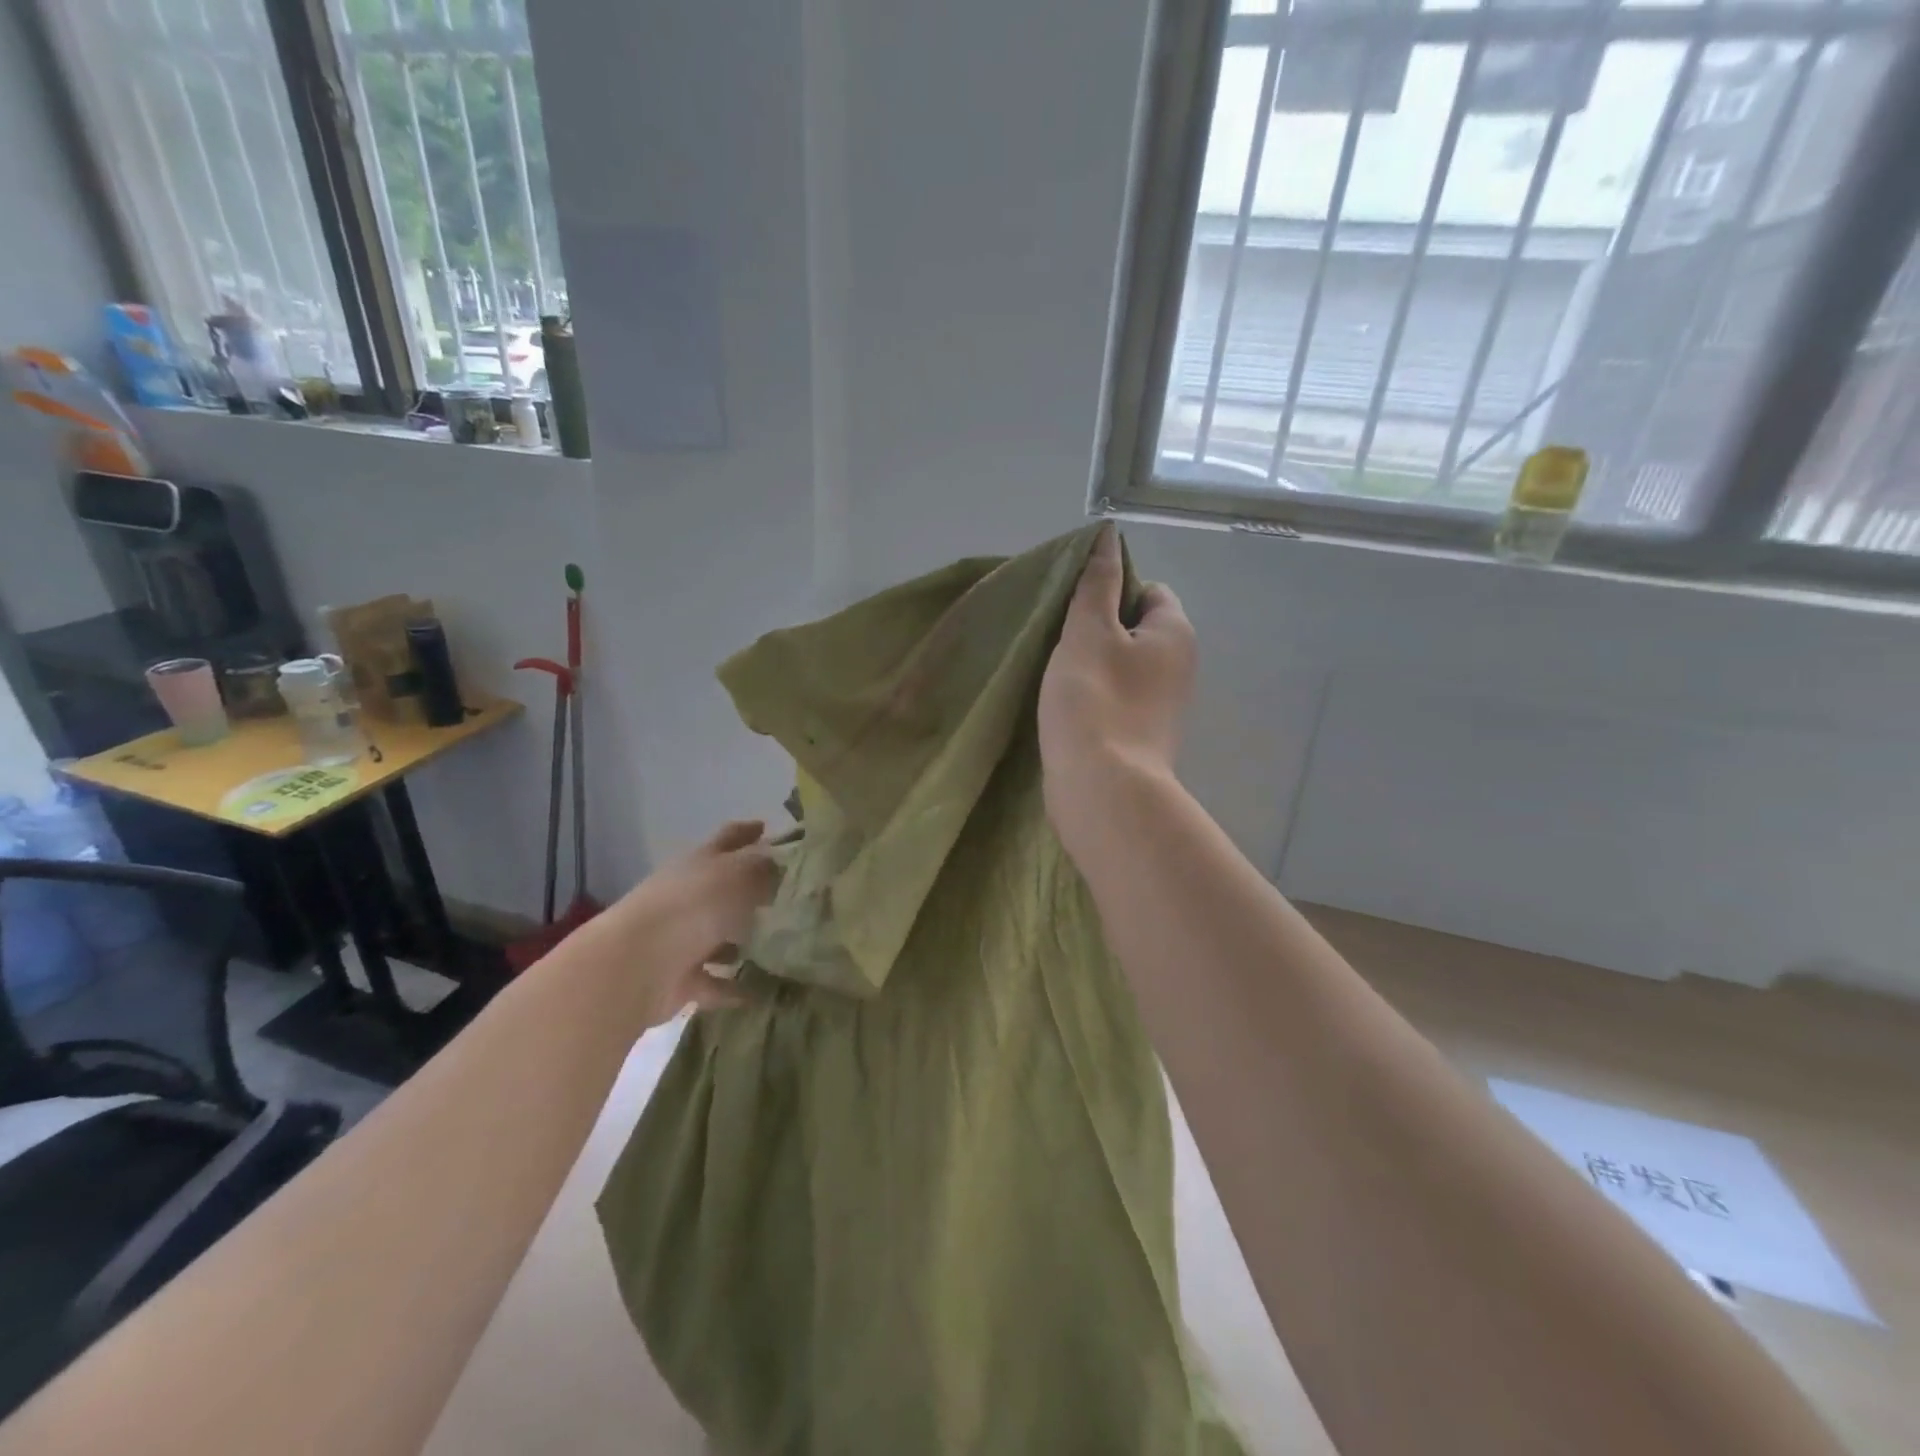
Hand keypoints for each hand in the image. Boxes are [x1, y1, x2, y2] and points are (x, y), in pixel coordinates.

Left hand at [603, 819, 777, 1028]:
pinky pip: (716, 982)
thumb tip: (782, 866)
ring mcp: (682, 939)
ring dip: (745, 943)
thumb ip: (764, 868)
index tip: (768, 828)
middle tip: (792, 897)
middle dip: (753, 892)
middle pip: (724, 889)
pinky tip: (764, 992)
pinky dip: (736, 988)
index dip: (748, 831)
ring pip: (720, 937)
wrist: (637, 965)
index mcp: (700, 863)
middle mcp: (689, 896)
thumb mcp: (739, 875)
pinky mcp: (681, 979)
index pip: (728, 838)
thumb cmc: (693, 907)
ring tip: (785, 947)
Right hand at [1039, 524, 1195, 854]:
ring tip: (1057, 674)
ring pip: (1124, 667)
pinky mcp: (1142, 737)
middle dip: (1099, 629)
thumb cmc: (1095, 700)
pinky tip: (1066, 707)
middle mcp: (1179, 667)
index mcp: (1174, 633)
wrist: (1103, 789)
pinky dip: (1095, 697)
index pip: (1149, 590)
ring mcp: (1163, 707)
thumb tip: (1109, 534)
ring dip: (1093, 665)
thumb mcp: (1089, 630)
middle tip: (1060, 639)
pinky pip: (1117, 700)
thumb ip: (1097, 582)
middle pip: (1136, 629)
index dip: (1112, 589)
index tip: (1074, 608)